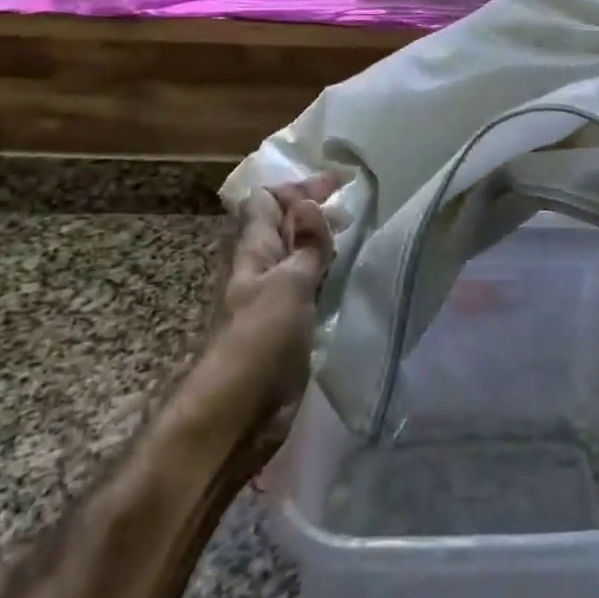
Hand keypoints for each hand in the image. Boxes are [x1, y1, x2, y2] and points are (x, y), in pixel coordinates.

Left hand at [214, 174, 338, 424]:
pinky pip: (311, 286)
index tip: (338, 184)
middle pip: (285, 225)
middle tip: (353, 209)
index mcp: (255, 249)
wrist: (239, 413)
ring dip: (324, 241)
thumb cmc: (261, 340)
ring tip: (358, 235)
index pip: (268, 201)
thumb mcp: (288, 283)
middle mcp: (263, 267)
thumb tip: (308, 201)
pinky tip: (351, 275)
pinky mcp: (289, 326)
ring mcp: (275, 298)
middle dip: (315, 210)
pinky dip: (329, 273)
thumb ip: (305, 245)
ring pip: (299, 255)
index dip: (298, 187)